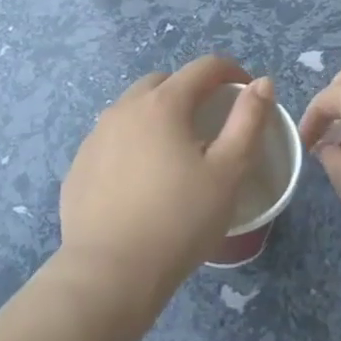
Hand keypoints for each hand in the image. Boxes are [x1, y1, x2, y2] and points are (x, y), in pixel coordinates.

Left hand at [61, 56, 273, 296]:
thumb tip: (262, 83)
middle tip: (210, 123)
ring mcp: (94, 138)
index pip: (203, 68)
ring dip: (157, 116)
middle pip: (162, 83)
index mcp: (162, 104)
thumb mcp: (229, 172)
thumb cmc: (180, 219)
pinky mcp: (78, 167)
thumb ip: (248, 121)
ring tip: (174, 152)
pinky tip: (141, 181)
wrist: (111, 272)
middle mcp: (123, 109)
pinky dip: (131, 145)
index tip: (247, 91)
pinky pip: (111, 141)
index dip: (231, 72)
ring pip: (132, 110)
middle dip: (190, 91)